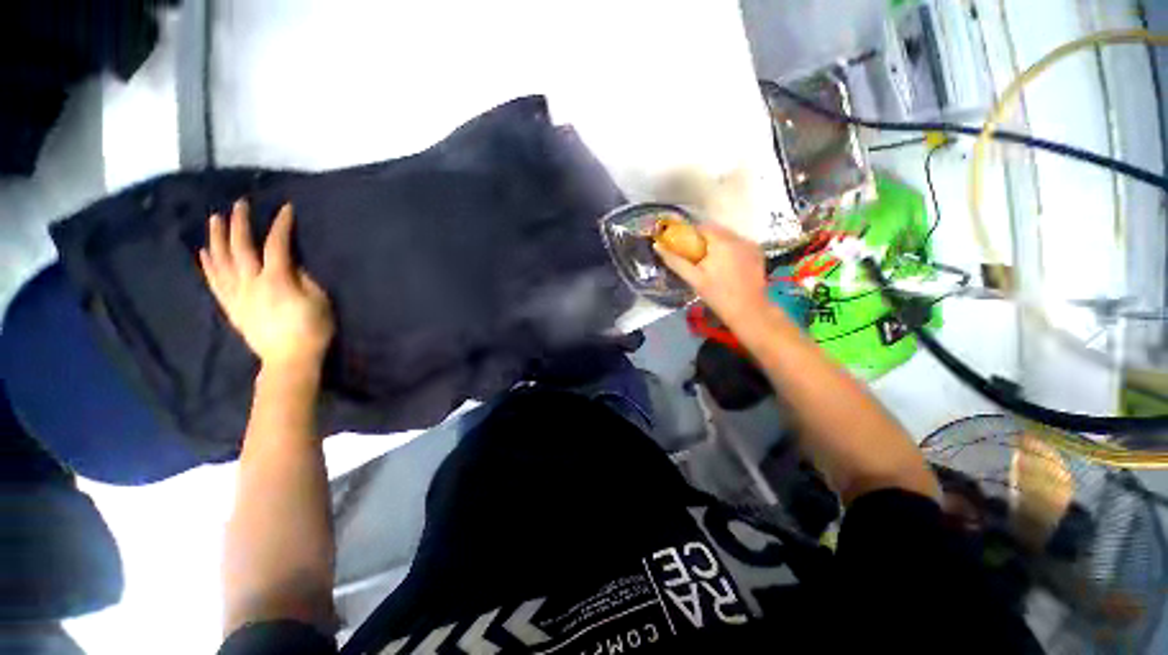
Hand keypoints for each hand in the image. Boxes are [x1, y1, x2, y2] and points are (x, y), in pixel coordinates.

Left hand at [199, 201, 333, 371]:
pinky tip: (205, 251)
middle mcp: (251, 282)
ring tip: (215, 219)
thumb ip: (305, 279)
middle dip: (240, 223)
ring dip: (217, 238)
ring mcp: (237, 294)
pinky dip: (209, 264)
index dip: (281, 225)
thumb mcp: (320, 302)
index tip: (285, 209)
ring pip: (221, 261)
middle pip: (241, 247)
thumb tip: (292, 265)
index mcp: (276, 280)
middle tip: (239, 204)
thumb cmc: (312, 330)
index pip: (277, 245)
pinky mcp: (231, 306)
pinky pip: (215, 281)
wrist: (289, 359)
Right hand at [654, 222, 768, 324]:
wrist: (748, 311)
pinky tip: (725, 265)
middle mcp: (739, 238)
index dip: (691, 235)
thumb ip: (675, 261)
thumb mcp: (694, 279)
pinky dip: (730, 249)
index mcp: (722, 242)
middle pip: (716, 231)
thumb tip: (657, 246)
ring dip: (717, 244)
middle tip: (695, 257)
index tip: (683, 247)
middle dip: (704, 240)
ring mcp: (751, 245)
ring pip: (728, 237)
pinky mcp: (758, 253)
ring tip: (710, 262)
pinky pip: (739, 244)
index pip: (703, 227)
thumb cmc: (718, 295)